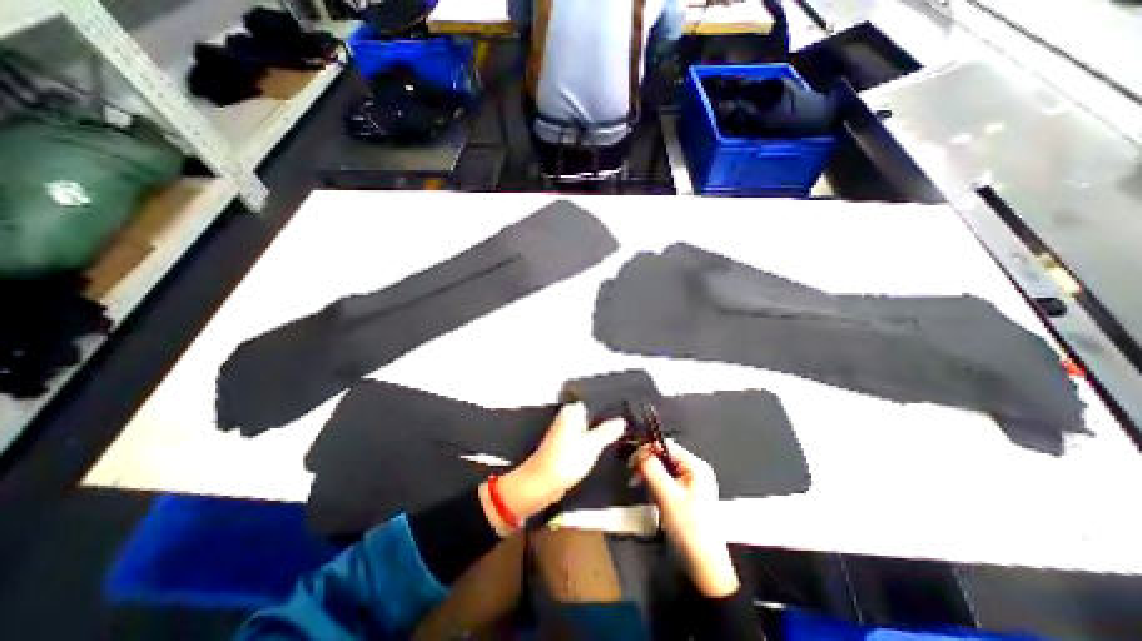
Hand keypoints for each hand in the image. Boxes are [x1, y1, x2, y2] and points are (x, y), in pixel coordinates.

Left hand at [480, 406, 624, 536]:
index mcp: (572, 410)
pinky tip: (609, 446)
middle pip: (594, 415)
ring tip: (624, 434)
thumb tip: (622, 420)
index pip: (596, 402)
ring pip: (590, 428)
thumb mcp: (592, 445)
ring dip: (603, 432)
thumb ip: (607, 430)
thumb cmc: (567, 459)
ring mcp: (567, 431)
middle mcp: (568, 417)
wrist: (542, 484)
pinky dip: (595, 442)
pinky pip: (585, 439)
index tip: (630, 411)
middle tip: (630, 425)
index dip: (612, 407)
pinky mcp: (567, 445)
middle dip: (609, 420)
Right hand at [633, 441, 739, 595]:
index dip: (648, 450)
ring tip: (638, 487)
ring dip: (649, 475)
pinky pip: (666, 480)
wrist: (705, 566)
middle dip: (647, 464)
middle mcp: (695, 469)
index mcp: (695, 465)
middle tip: (632, 477)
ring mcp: (691, 482)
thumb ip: (652, 469)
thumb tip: (639, 451)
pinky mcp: (686, 493)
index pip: (667, 445)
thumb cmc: (688, 527)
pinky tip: (649, 495)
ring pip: (663, 468)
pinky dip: (655, 484)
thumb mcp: (667, 496)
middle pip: (664, 455)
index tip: (631, 462)